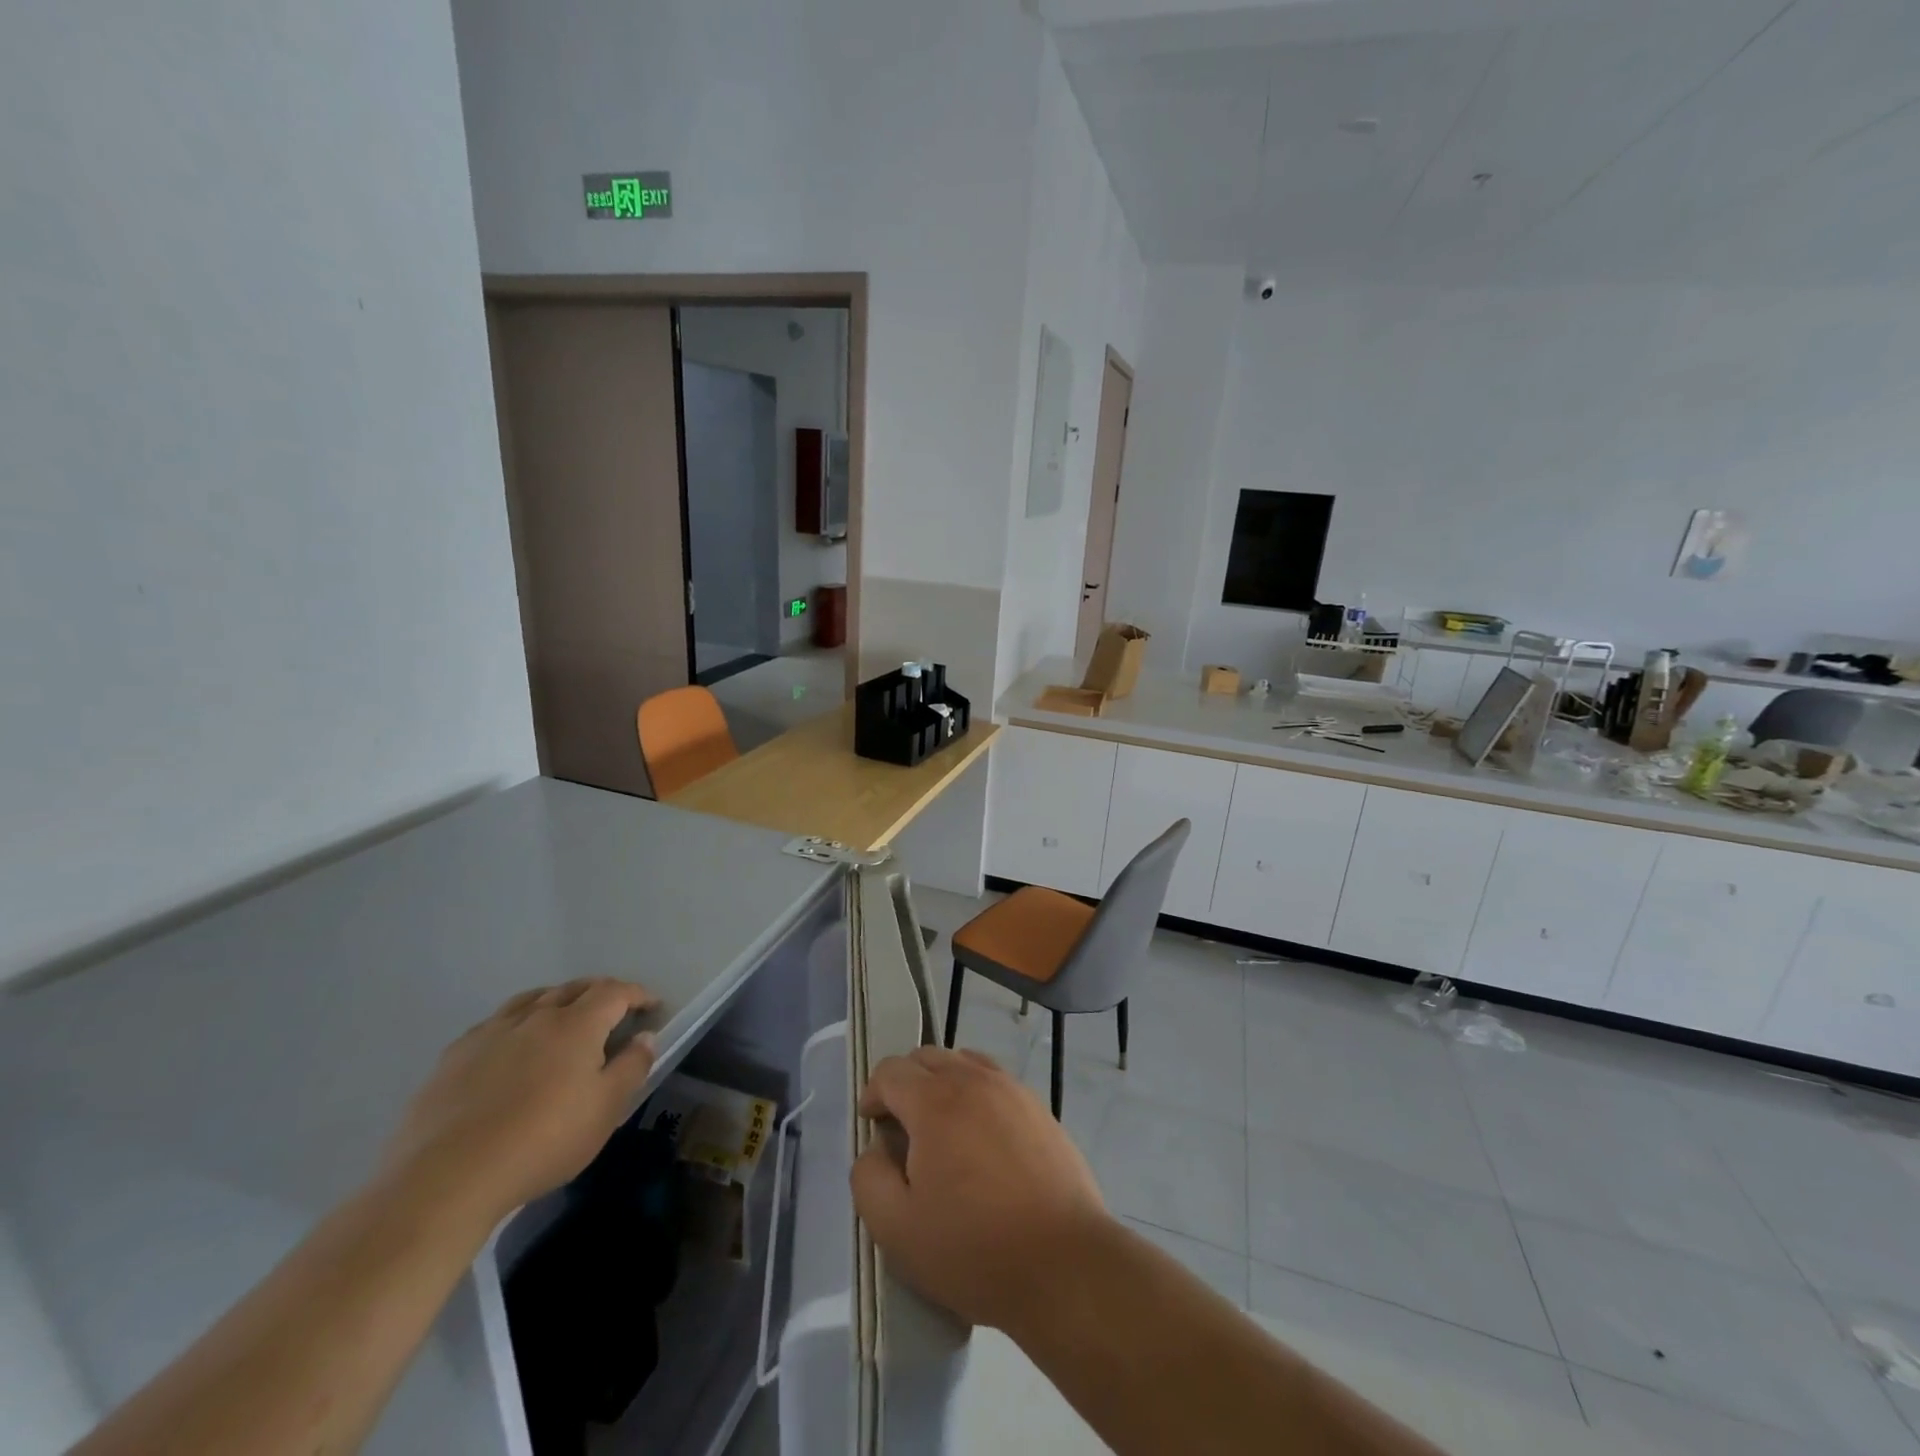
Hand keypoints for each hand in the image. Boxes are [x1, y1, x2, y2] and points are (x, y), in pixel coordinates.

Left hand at [380, 979, 659, 1227]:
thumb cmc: (543, 1141)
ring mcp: (490, 1033)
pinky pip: (494, 1023)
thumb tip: (645, 1036)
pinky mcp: (454, 1056)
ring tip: (563, 1016)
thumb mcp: (606, 1110)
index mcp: (576, 1024)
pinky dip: (515, 1023)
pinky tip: (510, 1045)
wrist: (447, 1178)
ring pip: (531, 1000)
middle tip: (613, 1009)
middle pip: (573, 989)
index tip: (651, 1006)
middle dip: (599, 992)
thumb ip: (631, 1067)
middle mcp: (535, 1017)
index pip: (615, 992)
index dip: (637, 995)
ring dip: (555, 1000)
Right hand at [850, 1046, 1107, 1331]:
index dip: (873, 1093)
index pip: (891, 1070)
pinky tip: (980, 1138)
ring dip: (942, 1084)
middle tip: (903, 1129)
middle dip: (906, 1083)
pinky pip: (995, 1081)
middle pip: (927, 1057)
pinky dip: (976, 1093)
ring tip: (942, 1131)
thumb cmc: (973, 1249)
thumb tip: (876, 1147)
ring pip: (964, 1062)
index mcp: (935, 1101)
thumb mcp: (897, 1229)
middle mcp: (974, 1080)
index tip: (873, 1126)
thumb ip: (869, 1178)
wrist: (1064, 1264)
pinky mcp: (1039, 1107)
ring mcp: (1012, 1089)